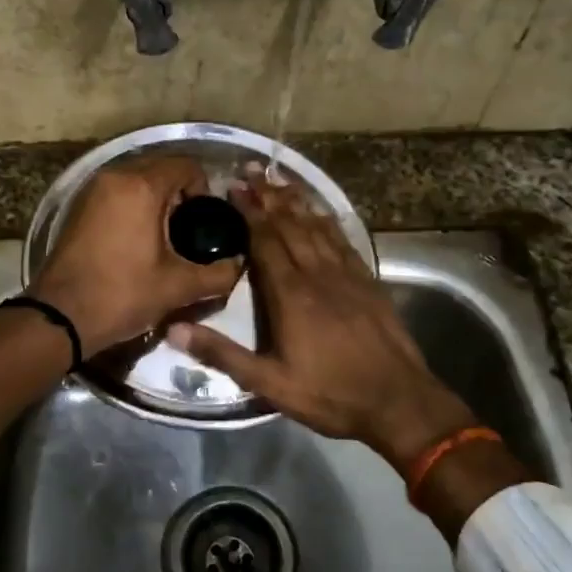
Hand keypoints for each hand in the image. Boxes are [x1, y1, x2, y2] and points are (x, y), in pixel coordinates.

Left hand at [28, 155, 242, 354]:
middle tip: (188, 230)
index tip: (206, 222)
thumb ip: (218, 274)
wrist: (60, 316)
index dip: (203, 190)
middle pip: (160, 168)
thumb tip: (239, 265)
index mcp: (141, 186)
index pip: (186, 166)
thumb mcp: (178, 287)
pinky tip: (137, 239)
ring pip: (136, 179)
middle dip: (180, 193)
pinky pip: (116, 192)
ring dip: (155, 199)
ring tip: (165, 237)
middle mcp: (114, 176)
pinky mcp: (77, 206)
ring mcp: (91, 190)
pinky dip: (132, 205)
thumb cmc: (122, 295)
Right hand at [170, 175, 475, 467]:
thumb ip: (222, 354)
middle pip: (290, 224)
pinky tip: (320, 212)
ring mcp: (347, 274)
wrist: (398, 401)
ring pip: (317, 227)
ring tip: (279, 179)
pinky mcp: (368, 281)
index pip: (266, 240)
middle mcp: (318, 274)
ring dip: (296, 201)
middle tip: (250, 170)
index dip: (249, 212)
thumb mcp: (269, 383)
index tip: (233, 188)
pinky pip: (342, 240)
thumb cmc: (330, 394)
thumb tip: (174, 330)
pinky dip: (327, 220)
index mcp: (291, 294)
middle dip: (268, 196)